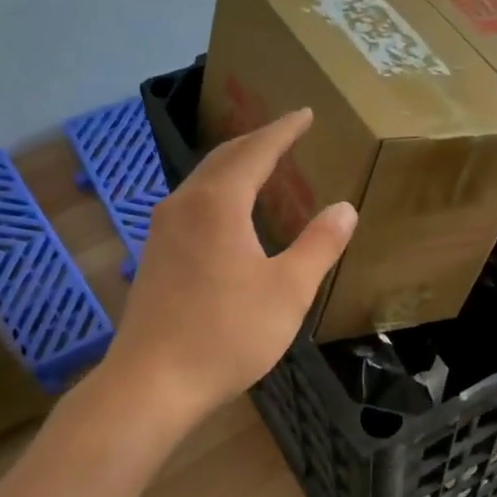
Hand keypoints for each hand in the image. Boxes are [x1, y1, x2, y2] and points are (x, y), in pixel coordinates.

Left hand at [103, 109, 355, 423]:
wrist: (153, 382)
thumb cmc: (227, 334)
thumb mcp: (288, 291)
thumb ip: (319, 245)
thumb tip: (344, 208)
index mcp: (218, 204)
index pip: (255, 151)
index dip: (283, 131)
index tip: (305, 114)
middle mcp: (184, 206)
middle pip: (222, 159)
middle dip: (256, 142)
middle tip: (285, 133)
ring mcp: (162, 232)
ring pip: (202, 182)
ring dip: (233, 167)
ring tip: (260, 166)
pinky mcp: (154, 258)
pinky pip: (191, 206)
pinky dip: (218, 194)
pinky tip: (227, 216)